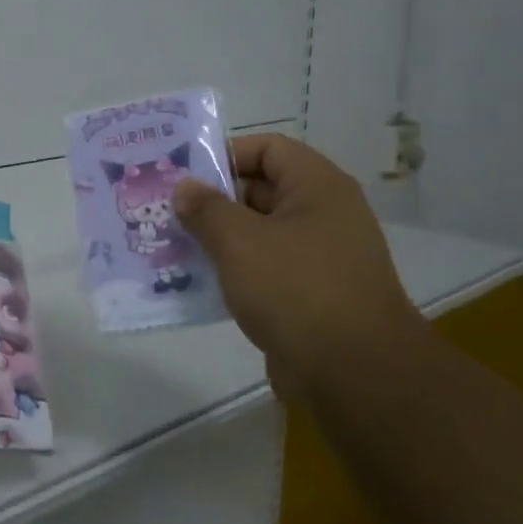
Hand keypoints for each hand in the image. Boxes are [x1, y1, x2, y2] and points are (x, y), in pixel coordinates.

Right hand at [175, 134, 421, 398]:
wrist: (356, 374)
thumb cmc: (297, 289)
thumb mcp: (240, 241)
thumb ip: (206, 208)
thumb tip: (184, 188)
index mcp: (317, 187)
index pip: (268, 148)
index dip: (225, 154)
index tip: (184, 174)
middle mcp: (323, 214)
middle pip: (260, 190)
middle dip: (212, 200)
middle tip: (166, 210)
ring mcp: (319, 257)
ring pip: (258, 233)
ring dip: (218, 238)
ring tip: (172, 245)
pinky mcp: (310, 295)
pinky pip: (264, 269)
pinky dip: (233, 271)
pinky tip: (196, 282)